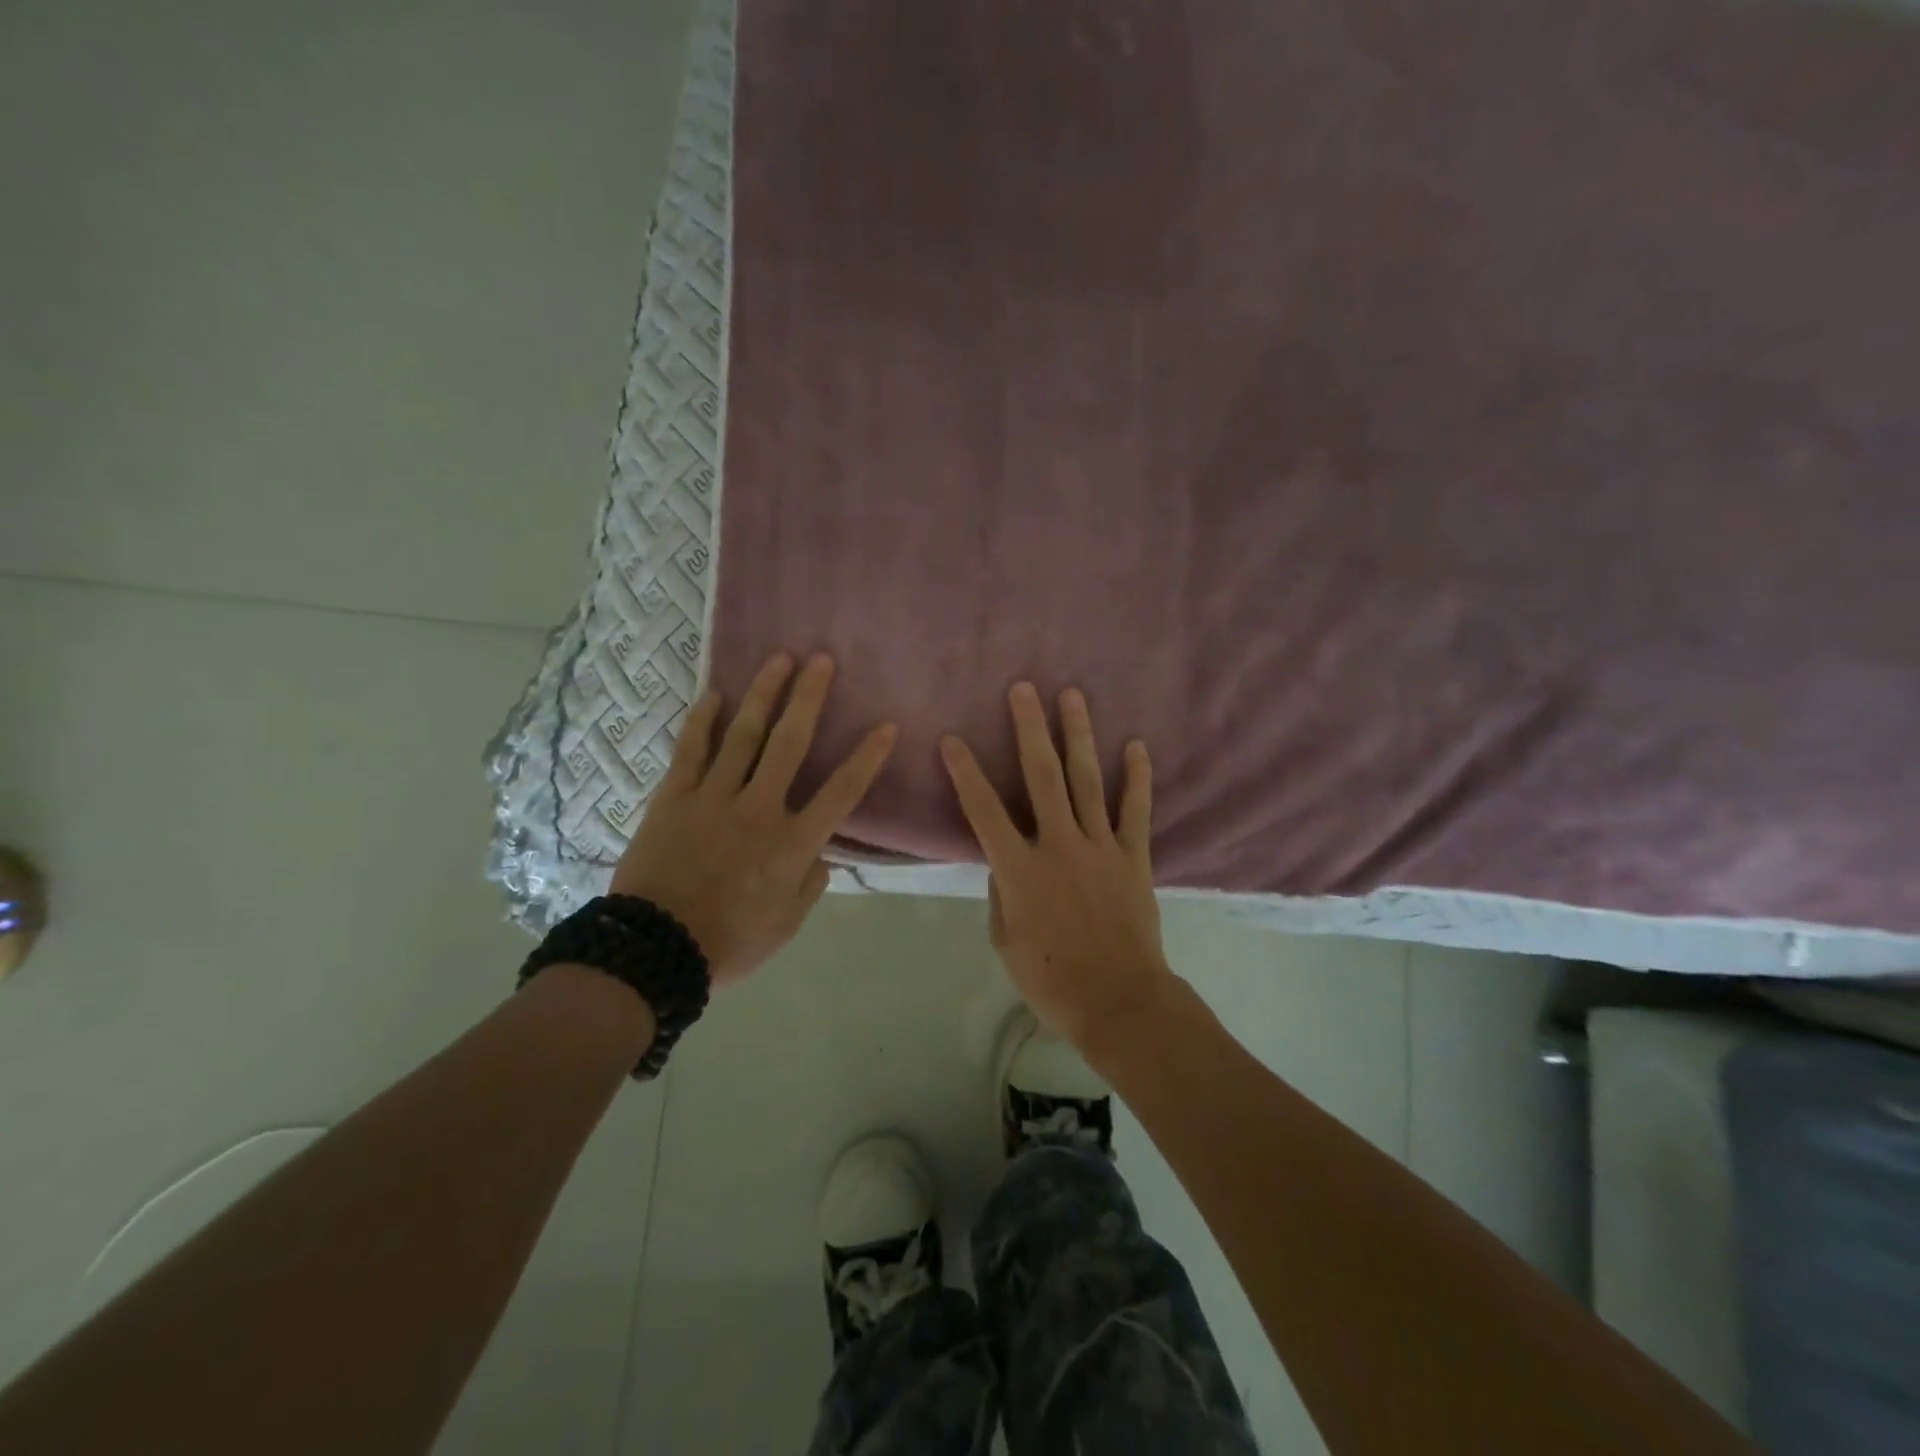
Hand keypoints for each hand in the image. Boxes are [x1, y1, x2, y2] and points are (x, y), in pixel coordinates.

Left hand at [611, 653, 895, 987]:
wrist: (655, 952)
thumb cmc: (730, 942)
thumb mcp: (786, 924)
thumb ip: (810, 884)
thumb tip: (822, 853)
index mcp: (793, 843)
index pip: (841, 791)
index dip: (866, 757)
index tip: (886, 725)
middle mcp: (759, 808)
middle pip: (790, 743)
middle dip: (809, 698)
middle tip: (821, 660)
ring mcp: (713, 798)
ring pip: (744, 736)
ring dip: (763, 694)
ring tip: (778, 659)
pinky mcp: (673, 798)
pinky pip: (690, 751)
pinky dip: (702, 721)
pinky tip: (713, 694)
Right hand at [940, 683, 1172, 1048]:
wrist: (1119, 1001)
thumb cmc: (1051, 979)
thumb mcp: (1006, 940)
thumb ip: (1003, 892)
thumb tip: (1006, 859)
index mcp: (1020, 868)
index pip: (983, 810)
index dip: (965, 772)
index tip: (953, 739)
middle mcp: (1058, 844)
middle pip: (1041, 776)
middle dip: (1029, 728)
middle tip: (1023, 688)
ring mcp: (1099, 846)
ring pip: (1087, 780)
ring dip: (1078, 735)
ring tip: (1072, 695)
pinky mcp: (1132, 857)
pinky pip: (1135, 810)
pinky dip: (1137, 777)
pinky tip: (1136, 745)